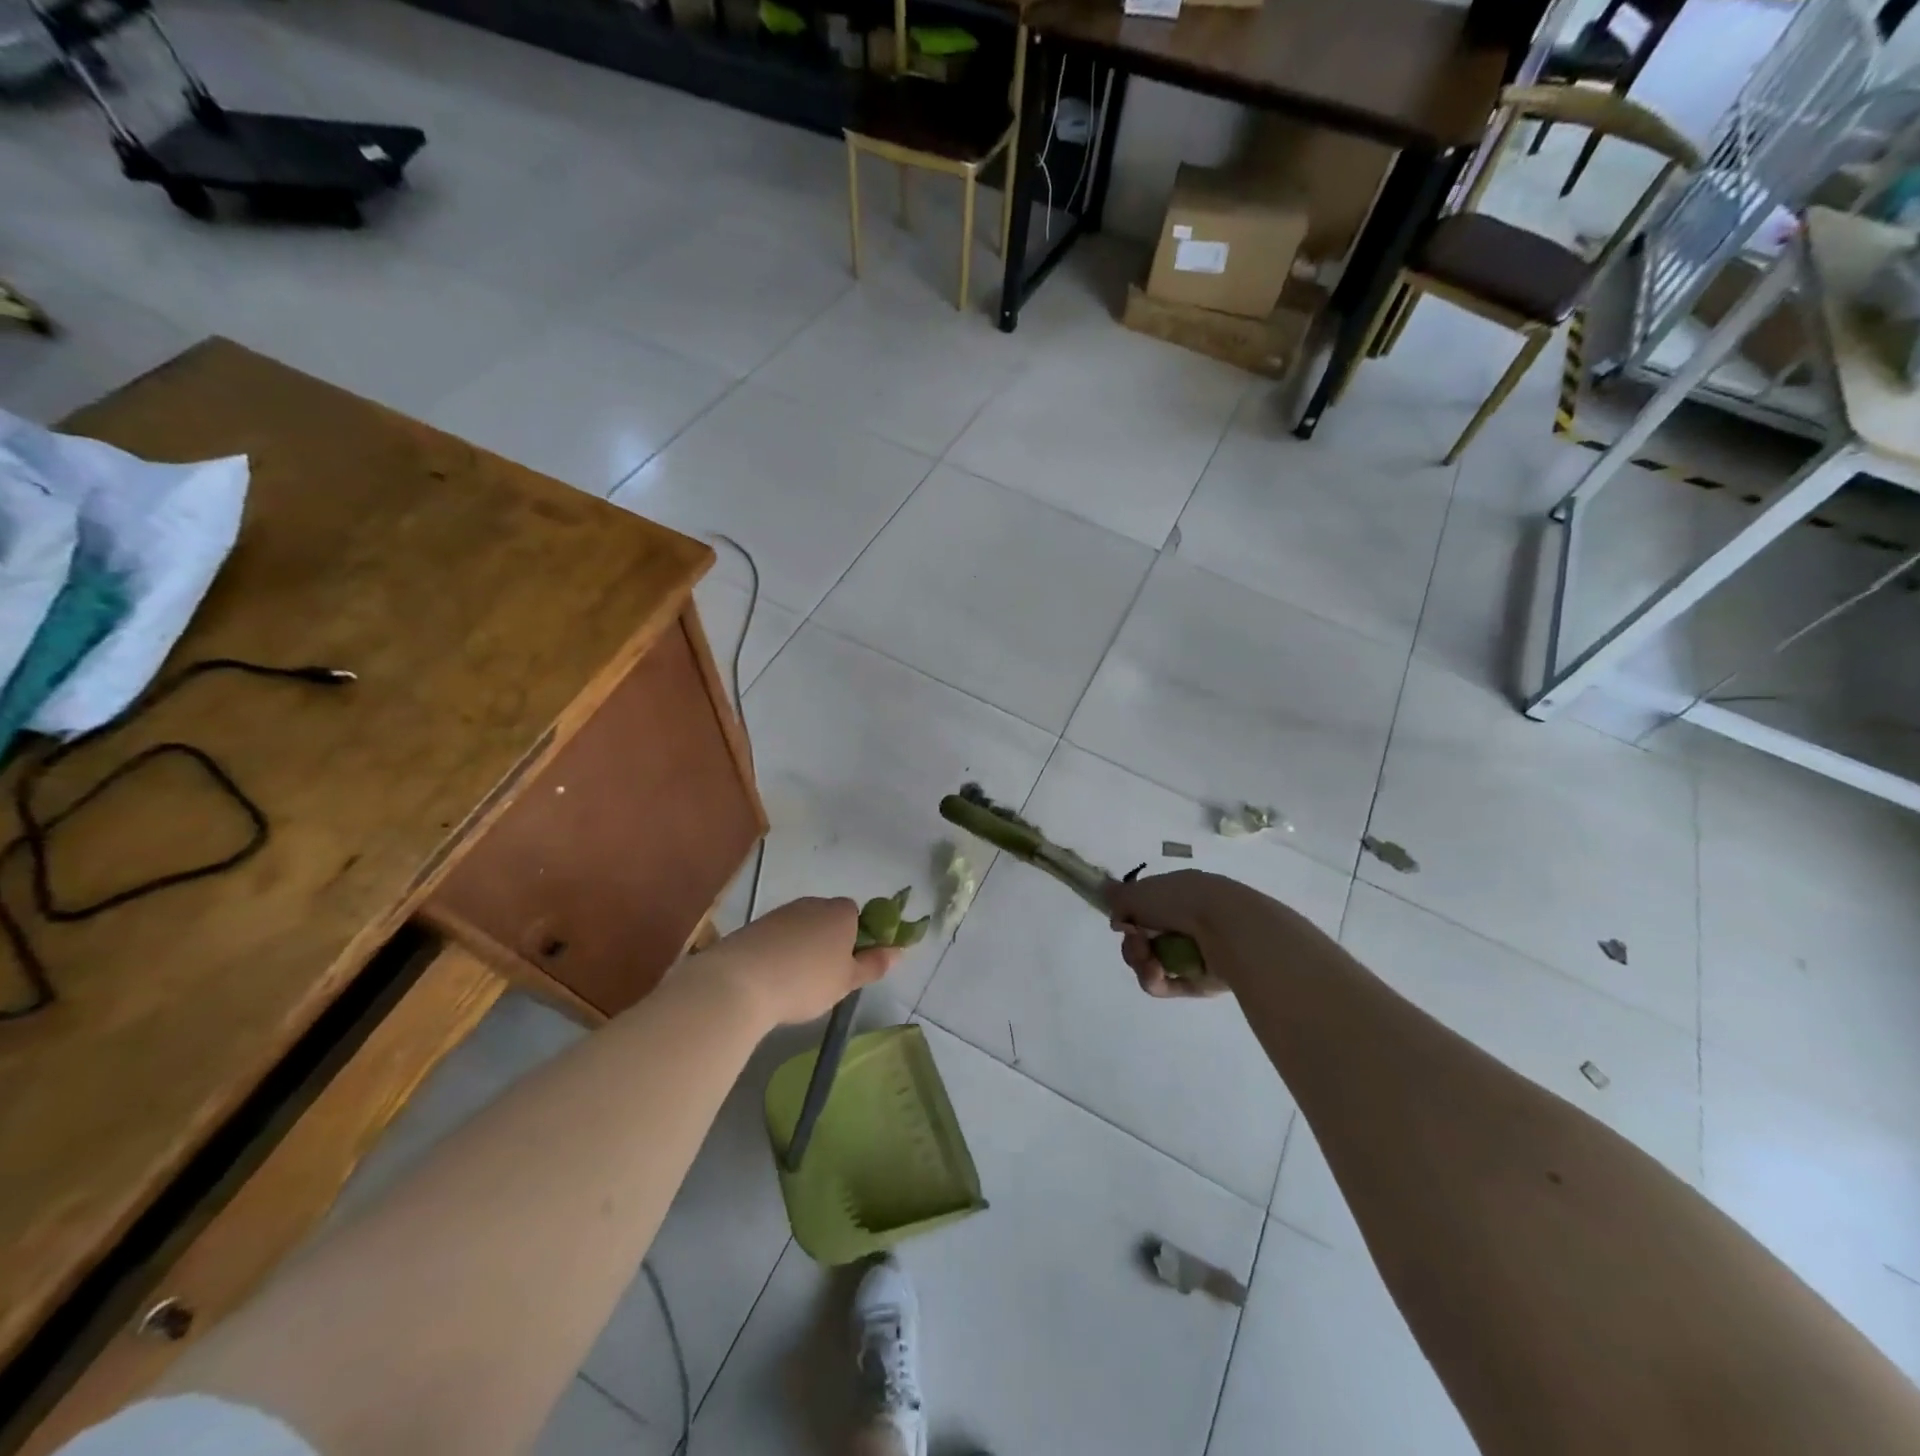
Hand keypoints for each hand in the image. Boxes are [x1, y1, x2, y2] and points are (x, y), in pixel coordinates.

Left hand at [705, 897, 899, 1027]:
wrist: (740, 981)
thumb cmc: (806, 981)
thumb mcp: (847, 981)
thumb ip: (874, 964)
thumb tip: (899, 951)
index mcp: (841, 912)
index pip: (857, 915)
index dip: (856, 938)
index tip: (849, 966)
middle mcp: (813, 904)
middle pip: (829, 919)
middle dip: (829, 942)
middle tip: (825, 977)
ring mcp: (782, 912)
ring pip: (802, 927)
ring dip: (803, 947)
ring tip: (795, 982)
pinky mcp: (756, 926)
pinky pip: (778, 937)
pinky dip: (780, 952)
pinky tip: (773, 978)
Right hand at [1107, 869, 1250, 998]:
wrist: (1228, 928)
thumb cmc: (1182, 901)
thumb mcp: (1139, 892)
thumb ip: (1119, 898)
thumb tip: (1107, 897)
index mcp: (1176, 895)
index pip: (1144, 909)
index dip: (1128, 917)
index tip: (1122, 922)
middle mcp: (1186, 922)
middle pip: (1144, 941)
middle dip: (1133, 945)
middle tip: (1137, 941)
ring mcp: (1194, 952)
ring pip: (1152, 965)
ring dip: (1141, 963)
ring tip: (1149, 961)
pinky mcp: (1200, 982)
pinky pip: (1167, 985)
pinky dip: (1156, 980)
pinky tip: (1157, 974)